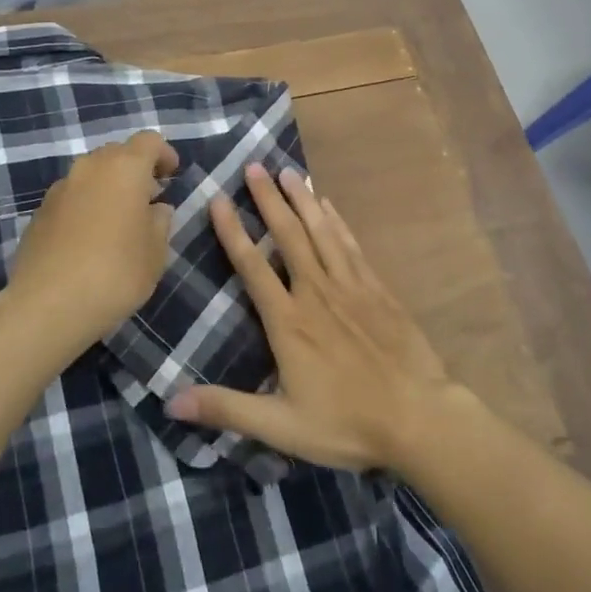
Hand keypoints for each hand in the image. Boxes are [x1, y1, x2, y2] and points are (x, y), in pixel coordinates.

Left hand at [4, 131, 179, 353]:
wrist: (47, 305)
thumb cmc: (115, 273)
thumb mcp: (156, 252)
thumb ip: (160, 221)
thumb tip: (155, 208)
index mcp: (124, 168)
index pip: (149, 141)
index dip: (164, 154)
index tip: (172, 176)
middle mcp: (89, 167)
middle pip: (117, 153)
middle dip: (136, 169)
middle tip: (149, 198)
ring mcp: (60, 188)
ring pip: (92, 173)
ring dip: (109, 186)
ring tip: (120, 220)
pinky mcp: (39, 211)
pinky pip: (72, 196)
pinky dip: (87, 204)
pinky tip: (91, 238)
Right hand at [165, 164, 456, 471]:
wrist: (419, 418)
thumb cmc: (347, 423)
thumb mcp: (281, 426)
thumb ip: (226, 409)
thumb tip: (171, 401)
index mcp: (288, 321)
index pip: (252, 265)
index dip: (232, 231)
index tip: (218, 198)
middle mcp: (316, 292)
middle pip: (288, 235)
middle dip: (268, 199)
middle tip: (253, 166)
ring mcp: (350, 286)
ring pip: (321, 231)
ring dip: (302, 199)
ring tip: (286, 171)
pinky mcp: (377, 289)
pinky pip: (351, 245)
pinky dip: (337, 220)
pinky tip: (328, 204)